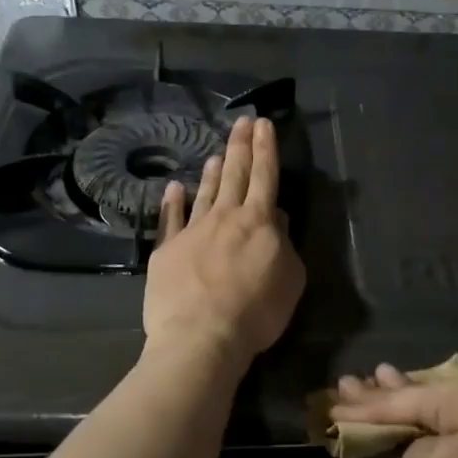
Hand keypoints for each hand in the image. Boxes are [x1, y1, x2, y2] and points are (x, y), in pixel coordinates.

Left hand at [144, 115, 304, 369]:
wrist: (200, 336)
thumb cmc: (256, 311)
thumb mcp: (290, 279)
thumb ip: (284, 244)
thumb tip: (276, 219)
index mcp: (259, 222)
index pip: (265, 176)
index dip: (266, 149)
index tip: (264, 124)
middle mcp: (225, 217)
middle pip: (236, 175)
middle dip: (241, 146)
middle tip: (242, 121)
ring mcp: (192, 231)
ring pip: (206, 193)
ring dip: (214, 172)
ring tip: (218, 152)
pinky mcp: (167, 250)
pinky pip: (171, 219)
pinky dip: (173, 201)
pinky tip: (175, 187)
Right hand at [329, 366, 457, 457]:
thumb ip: (415, 452)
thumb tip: (420, 448)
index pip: (399, 400)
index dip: (363, 407)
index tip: (331, 403)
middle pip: (422, 391)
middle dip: (384, 390)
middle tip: (351, 381)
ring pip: (447, 401)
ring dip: (413, 397)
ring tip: (386, 378)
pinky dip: (441, 416)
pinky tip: (438, 407)